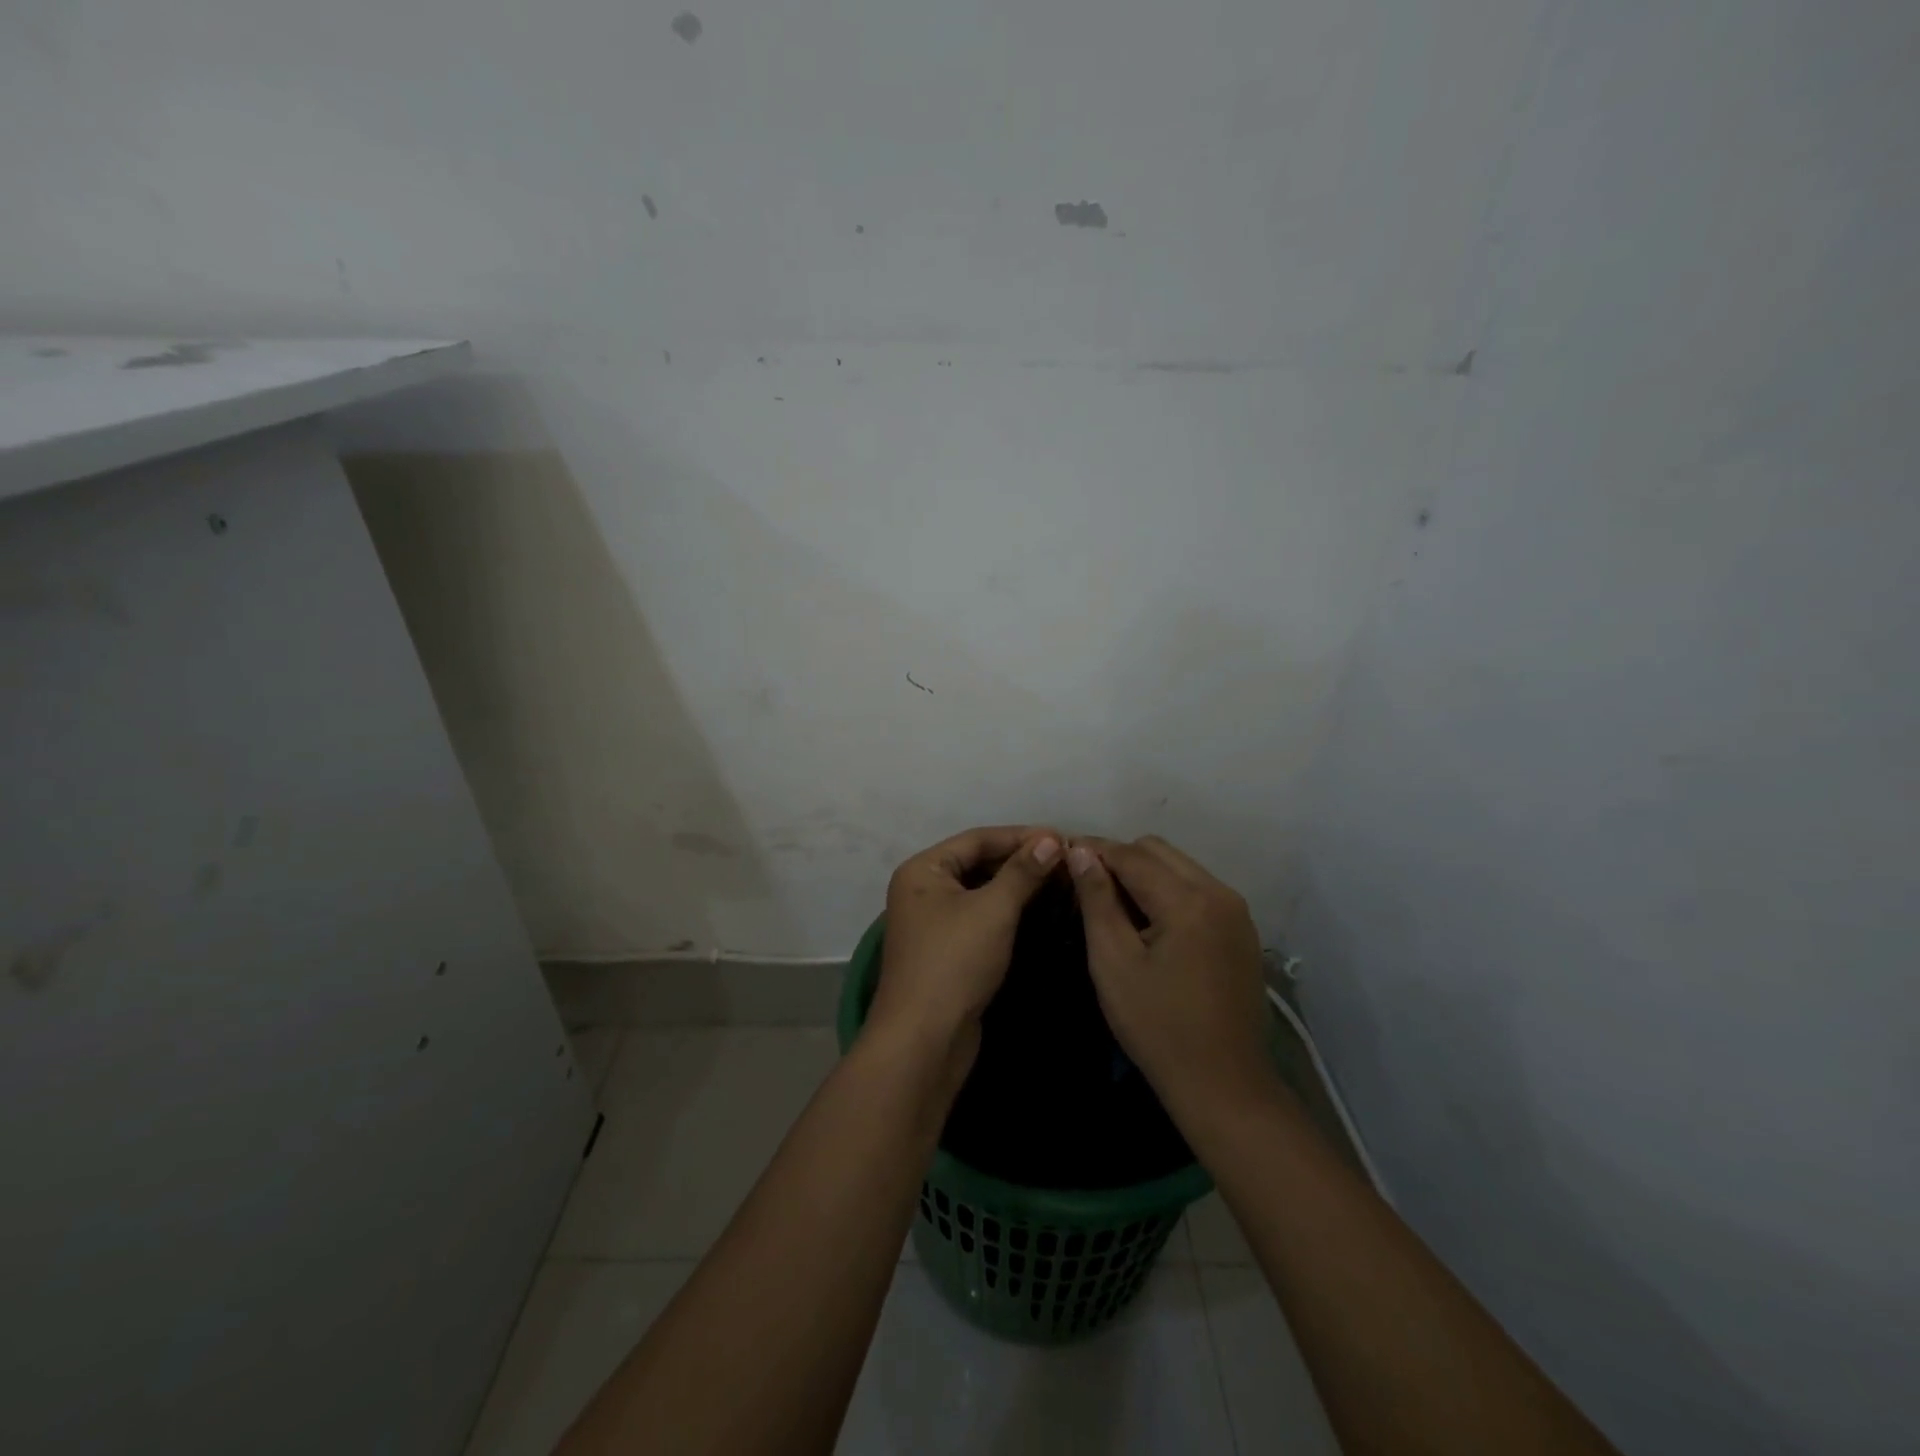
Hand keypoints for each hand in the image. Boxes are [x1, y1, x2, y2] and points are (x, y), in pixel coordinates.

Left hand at [868, 825, 1063, 1068]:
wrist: (925, 1039)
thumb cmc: (954, 962)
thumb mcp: (993, 910)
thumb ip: (1022, 872)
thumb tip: (1052, 839)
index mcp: (923, 870)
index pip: (977, 839)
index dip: (1021, 836)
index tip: (1063, 838)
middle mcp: (923, 890)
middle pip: (978, 863)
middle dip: (1021, 861)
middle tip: (1066, 861)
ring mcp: (933, 922)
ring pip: (981, 892)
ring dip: (1017, 886)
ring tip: (1060, 882)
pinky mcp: (947, 950)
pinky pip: (981, 917)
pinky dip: (1008, 911)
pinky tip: (1039, 910)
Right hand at [1066, 835, 1276, 1119]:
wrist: (1223, 1083)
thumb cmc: (1158, 1026)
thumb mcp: (1113, 962)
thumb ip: (1097, 899)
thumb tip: (1079, 851)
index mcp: (1188, 901)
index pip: (1131, 854)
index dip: (1093, 850)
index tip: (1061, 854)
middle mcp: (1219, 893)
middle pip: (1158, 851)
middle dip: (1119, 858)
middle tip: (1085, 884)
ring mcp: (1236, 911)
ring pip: (1179, 866)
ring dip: (1144, 873)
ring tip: (1112, 903)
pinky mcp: (1241, 930)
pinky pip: (1197, 889)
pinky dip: (1167, 891)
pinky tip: (1147, 922)